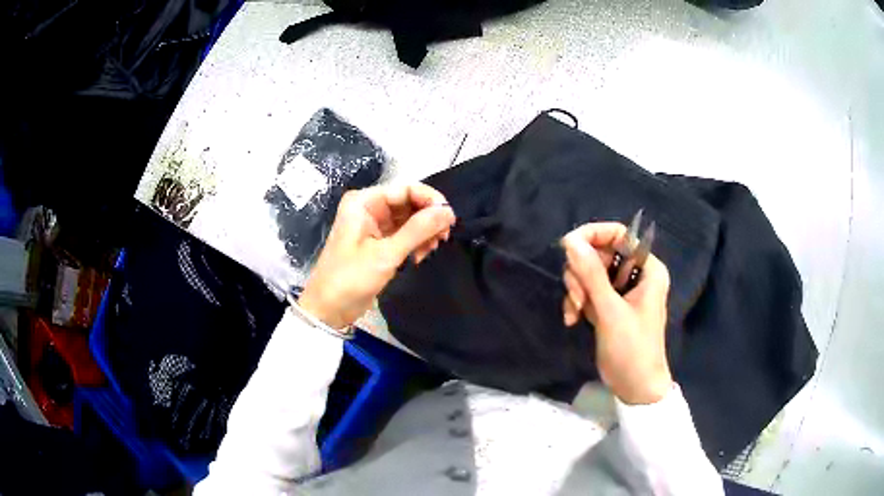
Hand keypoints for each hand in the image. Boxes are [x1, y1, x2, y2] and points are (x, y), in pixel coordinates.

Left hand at [298, 184, 455, 329]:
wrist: (328, 310)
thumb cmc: (350, 278)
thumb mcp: (386, 254)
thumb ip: (418, 230)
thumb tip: (448, 212)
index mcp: (364, 202)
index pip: (406, 189)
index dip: (430, 200)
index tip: (450, 219)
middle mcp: (369, 208)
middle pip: (409, 203)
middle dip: (428, 219)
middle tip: (443, 237)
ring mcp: (374, 225)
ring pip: (409, 219)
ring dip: (424, 232)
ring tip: (431, 250)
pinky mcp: (378, 242)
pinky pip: (404, 234)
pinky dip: (416, 242)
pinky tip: (420, 256)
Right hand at [561, 223, 672, 404]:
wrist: (635, 387)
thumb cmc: (632, 348)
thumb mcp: (610, 311)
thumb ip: (591, 274)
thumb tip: (569, 240)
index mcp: (647, 269)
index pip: (619, 234)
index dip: (593, 236)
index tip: (568, 247)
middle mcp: (634, 274)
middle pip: (599, 254)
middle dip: (582, 274)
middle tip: (577, 297)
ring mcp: (620, 291)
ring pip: (589, 273)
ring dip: (577, 291)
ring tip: (575, 313)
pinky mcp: (608, 306)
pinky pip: (587, 291)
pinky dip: (577, 302)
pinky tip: (573, 320)